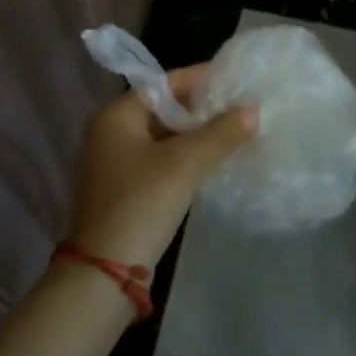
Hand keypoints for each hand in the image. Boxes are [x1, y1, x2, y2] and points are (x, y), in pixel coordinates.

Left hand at [66, 65, 258, 270]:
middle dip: (201, 109)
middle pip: (164, 108)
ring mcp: (115, 164)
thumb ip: (220, 133)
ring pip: (164, 137)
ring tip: (235, 132)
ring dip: (196, 135)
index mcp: (116, 116)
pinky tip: (213, 162)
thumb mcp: (184, 164)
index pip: (164, 83)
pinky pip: (161, 161)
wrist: (103, 276)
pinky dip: (186, 158)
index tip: (235, 80)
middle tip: (241, 108)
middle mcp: (110, 133)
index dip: (200, 79)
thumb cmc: (140, 205)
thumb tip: (252, 110)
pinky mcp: (125, 191)